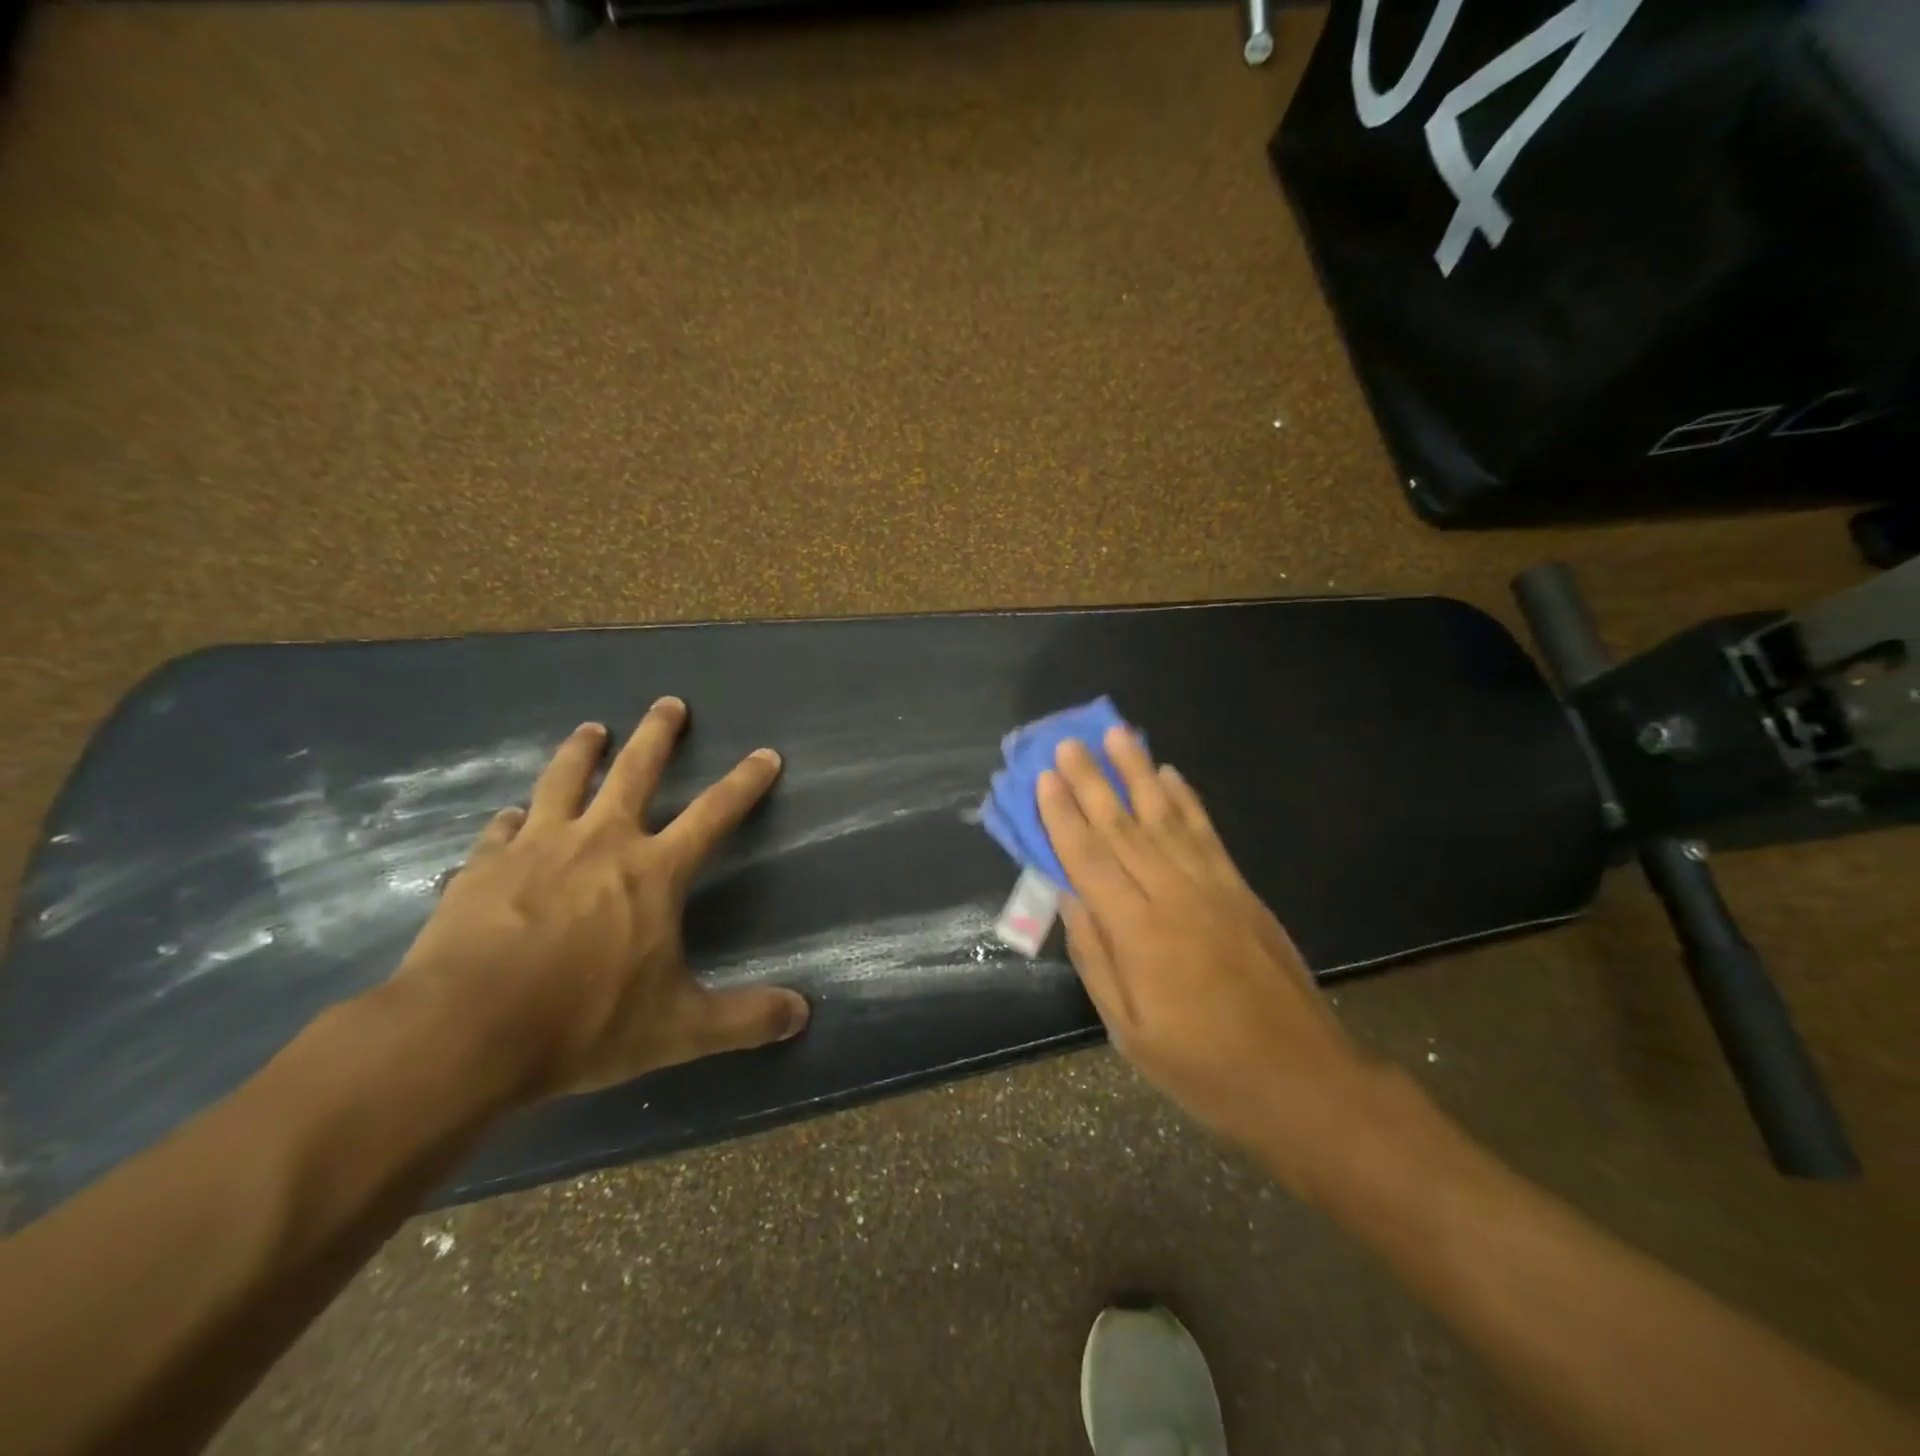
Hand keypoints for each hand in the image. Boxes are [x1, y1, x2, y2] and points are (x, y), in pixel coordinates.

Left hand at [391, 697, 808, 1100]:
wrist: (465, 1033)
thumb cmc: (584, 1023)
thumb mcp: (679, 1028)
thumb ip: (745, 1019)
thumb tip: (803, 1014)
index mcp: (653, 871)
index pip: (715, 813)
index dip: (745, 783)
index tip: (766, 754)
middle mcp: (600, 842)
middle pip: (635, 770)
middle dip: (658, 734)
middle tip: (668, 703)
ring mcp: (537, 848)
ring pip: (563, 781)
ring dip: (580, 751)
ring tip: (591, 729)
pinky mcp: (483, 867)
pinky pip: (503, 829)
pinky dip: (513, 818)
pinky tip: (511, 816)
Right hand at [1037, 727, 1377, 1191]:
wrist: (1301, 1079)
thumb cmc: (1203, 1068)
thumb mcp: (1130, 1031)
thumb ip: (1096, 958)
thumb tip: (1068, 897)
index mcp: (1138, 932)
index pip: (1089, 859)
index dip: (1062, 816)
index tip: (1045, 778)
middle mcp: (1173, 895)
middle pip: (1122, 826)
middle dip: (1092, 781)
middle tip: (1068, 742)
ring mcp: (1212, 887)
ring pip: (1165, 817)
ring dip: (1138, 773)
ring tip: (1117, 735)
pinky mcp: (1241, 889)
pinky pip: (1206, 833)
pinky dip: (1187, 799)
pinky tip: (1171, 774)